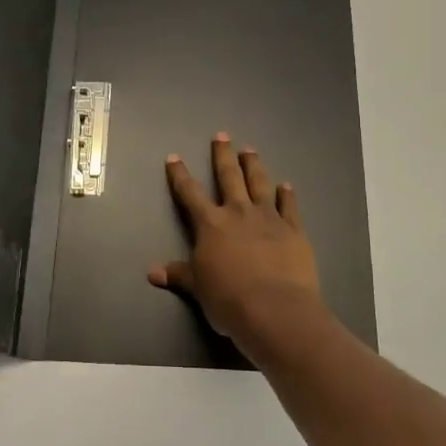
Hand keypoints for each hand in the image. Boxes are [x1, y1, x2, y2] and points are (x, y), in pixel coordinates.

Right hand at [148, 133, 326, 351]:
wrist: (275, 309)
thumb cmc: (229, 300)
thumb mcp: (198, 288)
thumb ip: (179, 274)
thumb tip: (152, 273)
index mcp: (211, 225)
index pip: (190, 194)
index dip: (180, 175)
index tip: (174, 157)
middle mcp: (238, 213)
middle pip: (229, 177)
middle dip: (223, 155)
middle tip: (222, 135)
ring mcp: (269, 218)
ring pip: (260, 184)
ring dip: (254, 165)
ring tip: (250, 149)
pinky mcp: (294, 230)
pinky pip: (290, 207)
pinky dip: (288, 195)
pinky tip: (287, 185)